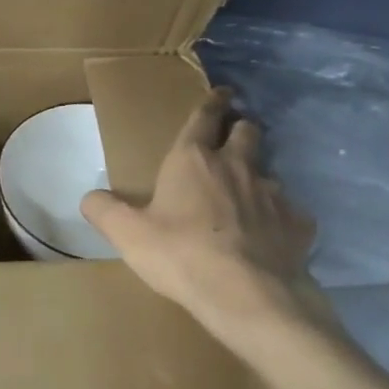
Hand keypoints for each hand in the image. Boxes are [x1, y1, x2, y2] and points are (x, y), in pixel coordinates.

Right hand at [81, 89, 331, 348]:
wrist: (248, 295)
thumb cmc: (181, 255)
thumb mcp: (128, 235)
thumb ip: (105, 211)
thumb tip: (89, 198)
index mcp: (193, 159)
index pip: (204, 116)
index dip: (212, 102)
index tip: (221, 93)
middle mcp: (236, 166)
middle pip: (247, 131)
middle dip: (242, 129)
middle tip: (235, 138)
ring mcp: (273, 193)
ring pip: (270, 171)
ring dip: (258, 177)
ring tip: (250, 196)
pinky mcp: (298, 223)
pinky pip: (291, 213)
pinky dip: (281, 219)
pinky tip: (272, 237)